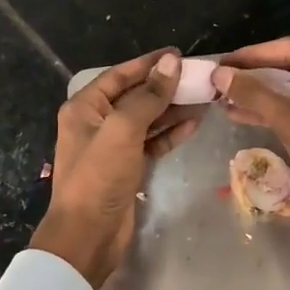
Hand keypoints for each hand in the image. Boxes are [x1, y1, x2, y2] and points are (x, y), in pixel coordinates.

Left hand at [31, 49, 199, 288]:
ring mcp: (113, 147)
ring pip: (147, 120)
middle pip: (135, 96)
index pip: (120, 75)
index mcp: (85, 107)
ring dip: (173, 110)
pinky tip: (193, 123)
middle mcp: (97, 123)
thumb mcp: (122, 130)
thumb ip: (148, 97)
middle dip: (165, 87)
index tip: (179, 55)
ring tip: (204, 98)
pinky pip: (152, 142)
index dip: (149, 64)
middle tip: (200, 78)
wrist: (88, 234)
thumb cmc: (98, 177)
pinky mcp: (128, 168)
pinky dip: (170, 133)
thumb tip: (171, 63)